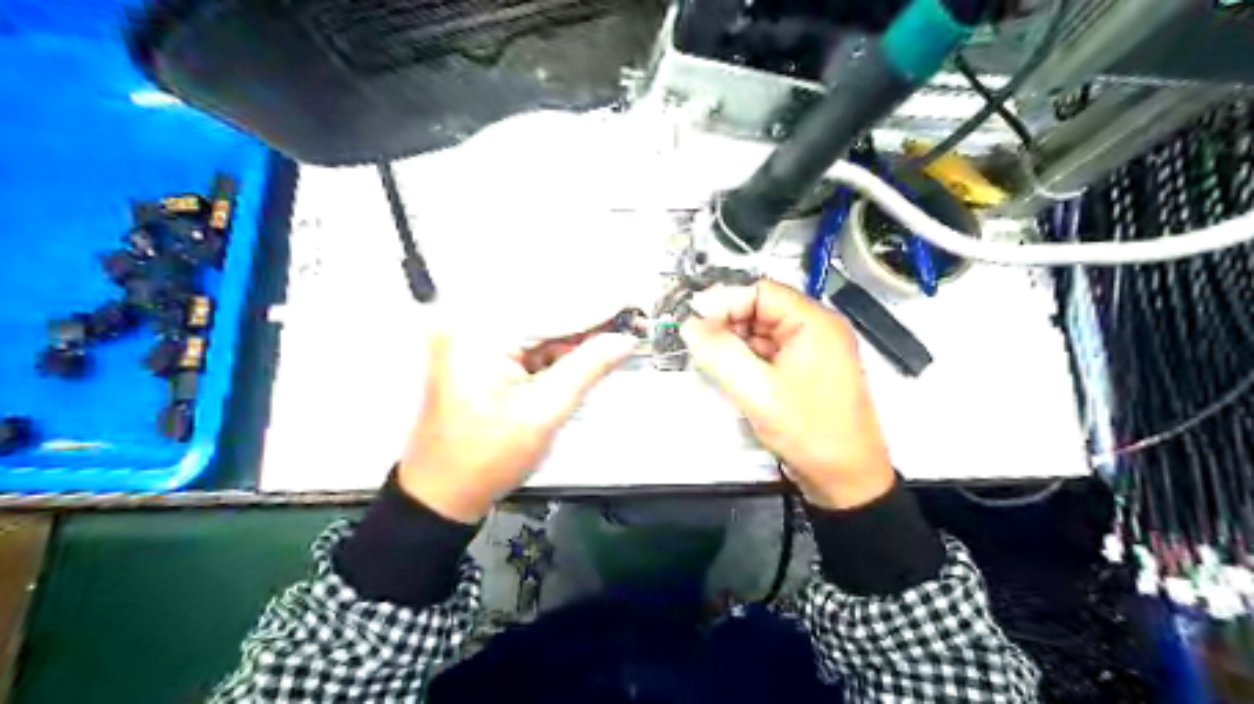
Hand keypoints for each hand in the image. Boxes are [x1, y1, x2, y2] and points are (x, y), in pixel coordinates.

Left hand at [402, 327, 637, 519]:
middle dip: (586, 318)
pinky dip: (553, 349)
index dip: (594, 305)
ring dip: (572, 334)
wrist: (441, 494)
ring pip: (535, 327)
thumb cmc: (485, 459)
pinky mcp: (475, 356)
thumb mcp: (544, 413)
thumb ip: (586, 369)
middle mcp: (469, 327)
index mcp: (479, 335)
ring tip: (613, 335)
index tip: (630, 302)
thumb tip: (623, 341)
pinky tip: (583, 352)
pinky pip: (524, 343)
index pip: (549, 307)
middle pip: (541, 312)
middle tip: (629, 321)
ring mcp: (470, 341)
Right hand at [683, 277, 896, 509]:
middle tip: (702, 348)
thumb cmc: (811, 433)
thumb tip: (691, 326)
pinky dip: (749, 361)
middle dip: (729, 326)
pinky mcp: (807, 371)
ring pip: (763, 333)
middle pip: (761, 310)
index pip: (761, 292)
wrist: (846, 478)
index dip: (724, 303)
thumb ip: (719, 353)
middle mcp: (817, 329)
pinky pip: (771, 353)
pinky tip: (736, 377)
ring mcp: (814, 350)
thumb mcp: (757, 391)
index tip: (695, 324)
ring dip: (737, 345)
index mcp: (814, 323)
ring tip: (717, 366)